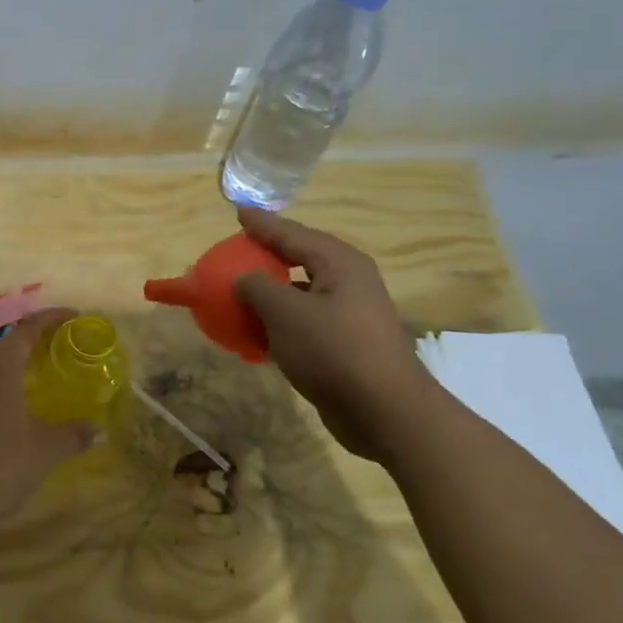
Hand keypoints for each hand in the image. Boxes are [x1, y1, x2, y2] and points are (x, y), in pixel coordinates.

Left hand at [0, 309, 96, 542]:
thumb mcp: (44, 450)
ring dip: (13, 368)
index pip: (28, 328)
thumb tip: (96, 429)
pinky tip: (10, 410)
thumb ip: (72, 434)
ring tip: (38, 381)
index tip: (75, 316)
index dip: (53, 319)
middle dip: (34, 345)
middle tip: (61, 352)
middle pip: (6, 345)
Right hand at [233, 207, 438, 461]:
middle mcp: (348, 282)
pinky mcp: (345, 344)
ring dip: (270, 293)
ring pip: (301, 293)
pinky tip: (256, 334)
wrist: (384, 410)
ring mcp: (349, 314)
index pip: (293, 234)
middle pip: (300, 259)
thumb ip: (257, 287)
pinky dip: (278, 323)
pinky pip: (303, 322)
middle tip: (239, 249)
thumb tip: (244, 278)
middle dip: (268, 255)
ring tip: (240, 292)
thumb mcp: (285, 313)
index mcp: (339, 264)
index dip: (263, 224)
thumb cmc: (333, 350)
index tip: (239, 211)